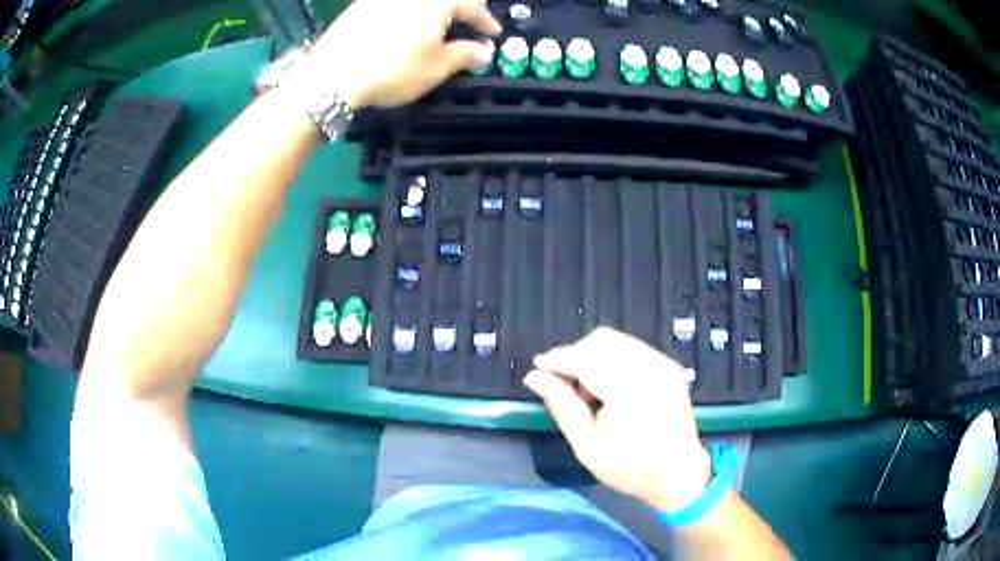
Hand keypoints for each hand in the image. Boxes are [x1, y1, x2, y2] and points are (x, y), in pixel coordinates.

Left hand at [305, 0, 500, 107]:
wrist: (331, 76)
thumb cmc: (391, 70)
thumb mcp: (435, 68)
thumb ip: (464, 55)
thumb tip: (483, 50)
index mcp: (435, 2)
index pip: (471, 4)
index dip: (485, 20)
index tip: (492, 33)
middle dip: (458, 10)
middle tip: (465, 25)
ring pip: (417, 2)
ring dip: (431, 11)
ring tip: (434, 28)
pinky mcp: (360, 6)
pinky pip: (393, 6)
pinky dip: (407, 13)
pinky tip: (402, 28)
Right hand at [524, 327, 710, 511]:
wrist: (679, 474)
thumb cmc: (630, 467)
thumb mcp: (587, 444)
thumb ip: (561, 405)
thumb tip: (533, 377)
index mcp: (628, 388)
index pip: (585, 358)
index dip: (557, 359)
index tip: (536, 367)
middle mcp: (649, 366)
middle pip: (601, 340)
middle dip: (574, 355)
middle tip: (561, 383)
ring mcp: (663, 363)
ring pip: (616, 341)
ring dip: (592, 355)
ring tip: (585, 389)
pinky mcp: (669, 366)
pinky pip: (632, 348)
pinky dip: (612, 358)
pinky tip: (607, 385)